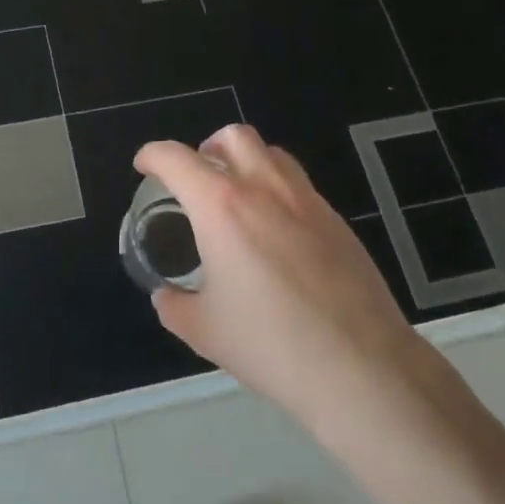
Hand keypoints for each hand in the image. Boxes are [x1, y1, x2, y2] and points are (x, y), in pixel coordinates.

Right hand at [136, 125, 468, 435]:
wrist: (360, 367)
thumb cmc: (270, 345)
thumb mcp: (203, 331)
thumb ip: (174, 304)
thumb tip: (167, 295)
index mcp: (222, 207)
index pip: (176, 159)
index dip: (152, 156)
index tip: (144, 166)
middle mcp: (265, 189)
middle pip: (232, 136)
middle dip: (206, 148)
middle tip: (195, 180)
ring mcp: (308, 201)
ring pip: (272, 154)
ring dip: (245, 162)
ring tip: (236, 200)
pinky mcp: (337, 221)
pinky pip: (299, 186)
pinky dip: (276, 191)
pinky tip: (275, 235)